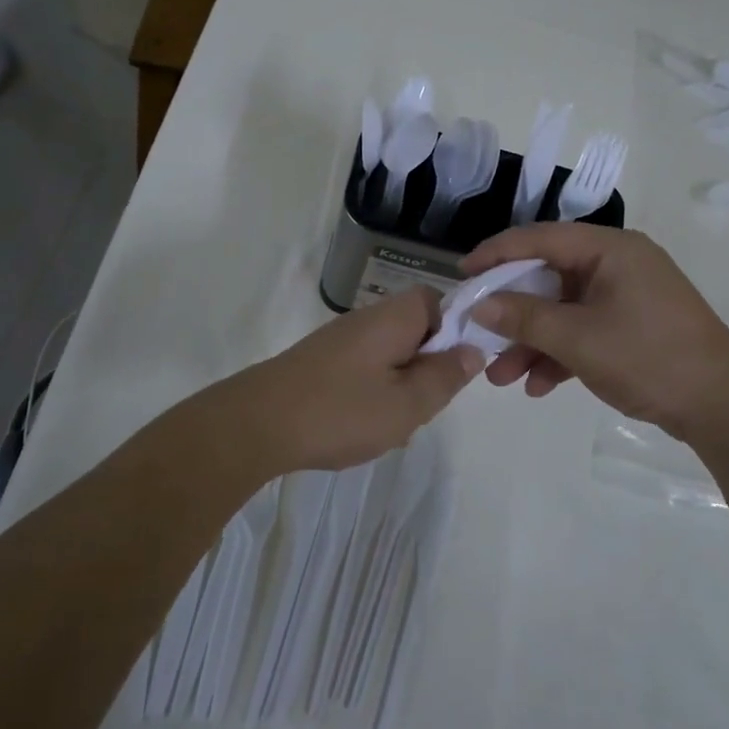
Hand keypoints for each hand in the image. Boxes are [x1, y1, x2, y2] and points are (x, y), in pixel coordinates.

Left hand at [223, 290, 482, 472]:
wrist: (256, 424)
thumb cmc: (341, 411)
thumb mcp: (408, 403)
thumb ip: (445, 376)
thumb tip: (472, 350)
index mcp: (394, 317)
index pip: (438, 301)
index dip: (455, 330)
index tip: (454, 369)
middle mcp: (367, 319)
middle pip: (415, 330)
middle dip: (426, 367)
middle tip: (423, 404)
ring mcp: (339, 340)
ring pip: (390, 356)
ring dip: (400, 386)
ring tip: (392, 423)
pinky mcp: (320, 363)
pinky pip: (363, 371)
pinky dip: (371, 395)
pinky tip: (361, 426)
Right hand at [462, 224, 728, 443]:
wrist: (723, 407)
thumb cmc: (649, 358)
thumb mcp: (578, 339)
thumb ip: (524, 318)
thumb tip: (480, 305)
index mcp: (610, 249)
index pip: (540, 238)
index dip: (496, 254)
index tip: (461, 274)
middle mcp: (616, 264)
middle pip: (548, 277)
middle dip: (511, 313)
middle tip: (477, 332)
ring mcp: (624, 297)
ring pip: (562, 310)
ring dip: (531, 342)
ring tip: (501, 378)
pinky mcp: (630, 326)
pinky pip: (582, 330)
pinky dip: (558, 354)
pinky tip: (537, 386)